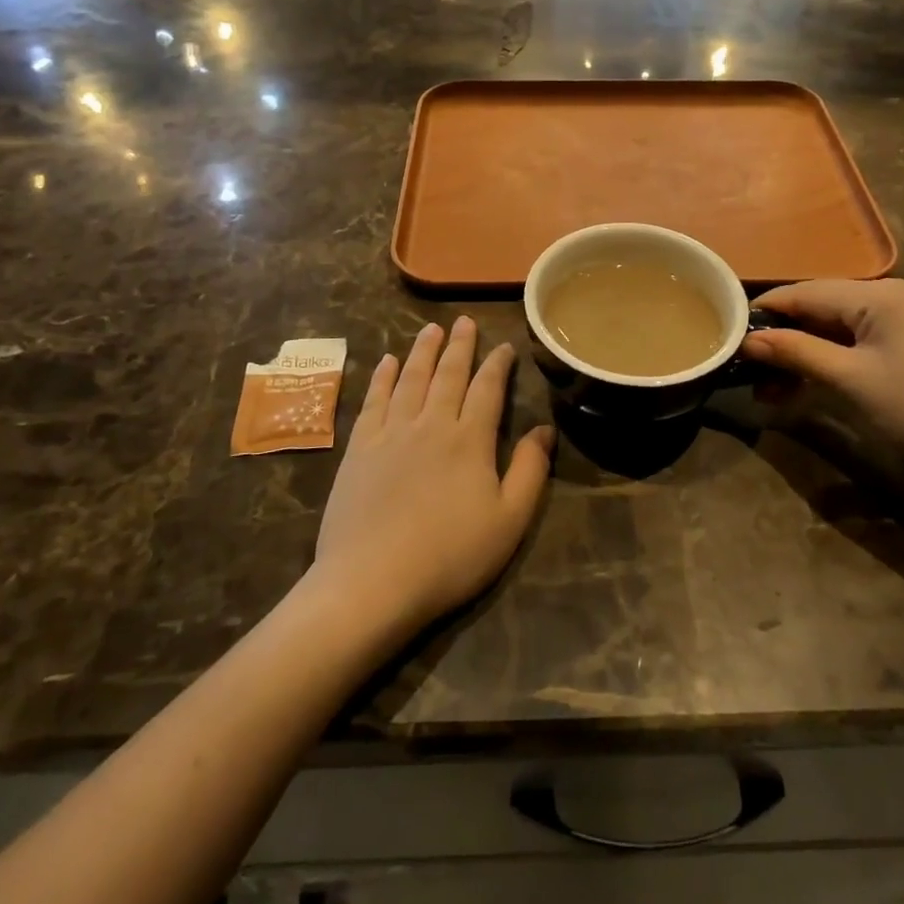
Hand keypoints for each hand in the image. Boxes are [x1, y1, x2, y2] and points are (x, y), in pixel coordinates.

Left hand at [312, 318, 553, 639]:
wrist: (372, 581)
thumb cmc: (450, 556)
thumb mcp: (509, 521)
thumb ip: (530, 471)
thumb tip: (544, 429)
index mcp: (470, 440)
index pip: (487, 389)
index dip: (497, 364)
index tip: (504, 346)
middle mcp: (431, 424)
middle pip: (448, 374)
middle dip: (459, 346)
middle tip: (463, 321)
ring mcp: (391, 433)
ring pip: (411, 378)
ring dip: (422, 351)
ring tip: (430, 329)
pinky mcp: (360, 448)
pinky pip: (374, 401)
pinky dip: (383, 377)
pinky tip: (388, 361)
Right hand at [743, 279, 903, 478]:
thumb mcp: (849, 380)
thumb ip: (796, 352)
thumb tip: (747, 340)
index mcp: (880, 294)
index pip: (806, 292)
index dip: (765, 311)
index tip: (729, 331)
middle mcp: (892, 293)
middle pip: (820, 307)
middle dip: (783, 338)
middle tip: (748, 367)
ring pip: (836, 326)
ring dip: (804, 353)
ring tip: (770, 386)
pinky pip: (857, 339)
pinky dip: (830, 358)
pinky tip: (805, 382)